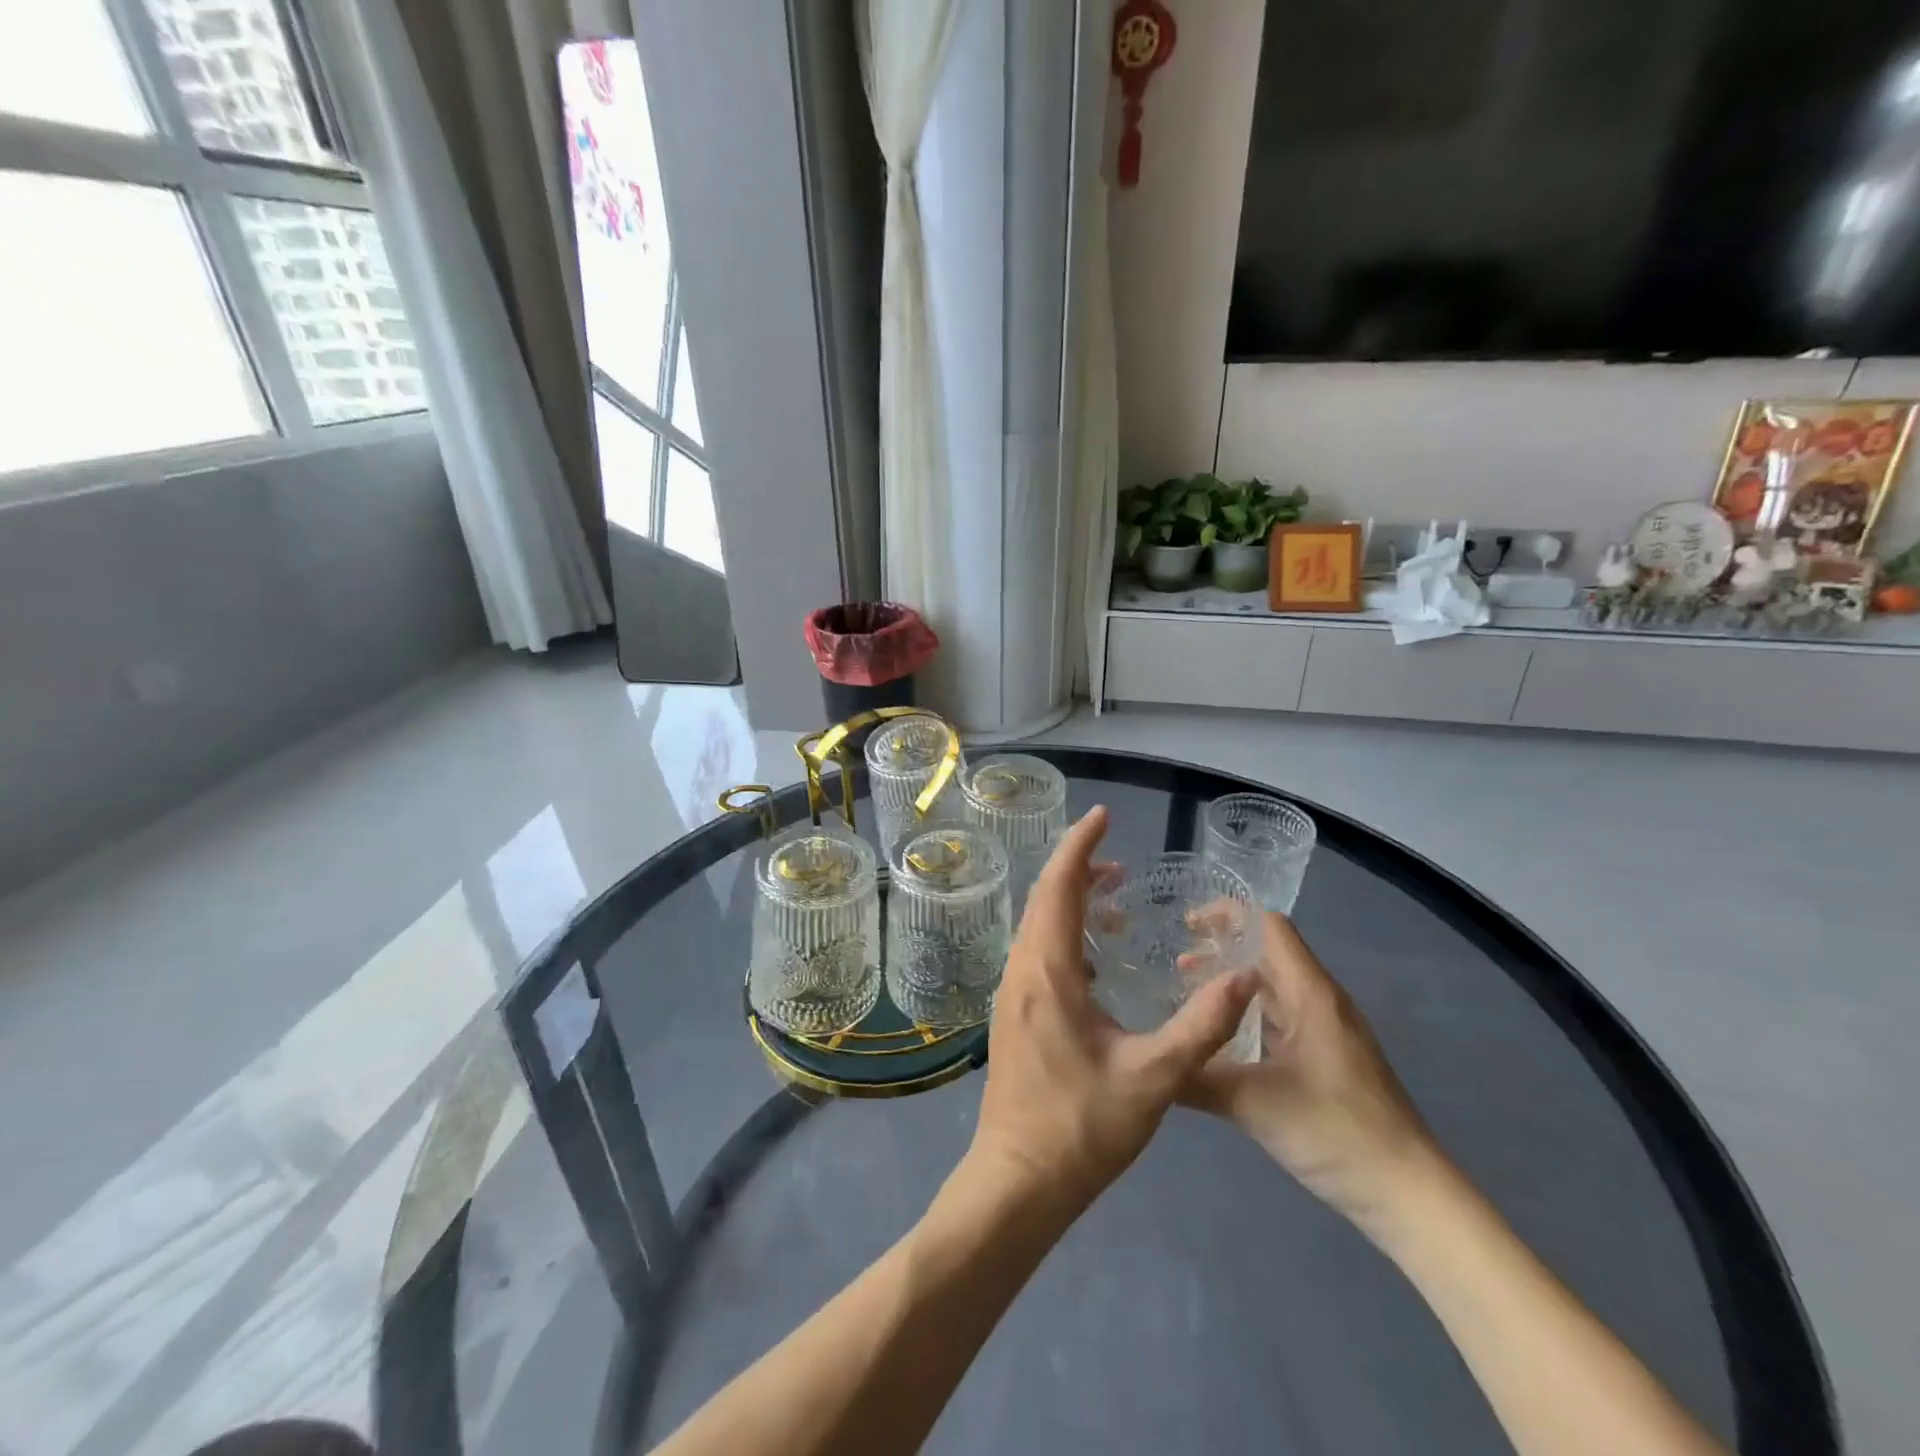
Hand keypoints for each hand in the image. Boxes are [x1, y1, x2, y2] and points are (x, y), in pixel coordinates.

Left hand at [961, 807, 1258, 1222]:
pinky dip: (1065, 935)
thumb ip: (1201, 1025)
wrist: (1019, 1181)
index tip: (1103, 817)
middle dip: (1078, 869)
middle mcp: (1022, 970)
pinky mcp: (1014, 1013)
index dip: (1081, 846)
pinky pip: (1038, 952)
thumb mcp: (1154, 1078)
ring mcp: (1012, 992)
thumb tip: (1244, 977)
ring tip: (1115, 903)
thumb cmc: (1082, 1127)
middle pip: (1044, 898)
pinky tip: (1098, 961)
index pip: (1060, 886)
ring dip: (1071, 903)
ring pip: (1038, 926)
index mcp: (1048, 971)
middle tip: (1119, 862)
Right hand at [1182, 911, 1443, 1233]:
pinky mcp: (1328, 1058)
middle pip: (1269, 952)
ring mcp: (1327, 1030)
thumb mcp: (1253, 1103)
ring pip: (1274, 987)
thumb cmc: (1335, 1132)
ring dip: (1233, 983)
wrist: (1408, 1195)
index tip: (1185, 924)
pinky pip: (1281, 1017)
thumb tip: (1149, 1060)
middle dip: (1222, 948)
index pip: (1269, 926)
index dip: (1228, 915)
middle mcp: (1320, 1001)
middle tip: (1174, 960)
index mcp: (1310, 994)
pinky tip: (1221, 1038)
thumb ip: (1196, 1076)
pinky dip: (1247, 1014)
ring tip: (1187, 993)